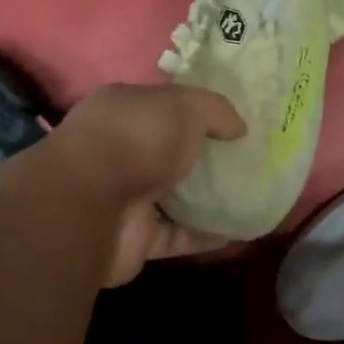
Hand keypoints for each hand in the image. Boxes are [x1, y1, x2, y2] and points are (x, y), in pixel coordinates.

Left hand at [48, 83, 247, 285]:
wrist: (90, 205)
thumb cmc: (138, 138)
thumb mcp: (186, 106)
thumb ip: (216, 110)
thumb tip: (239, 128)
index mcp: (126, 111)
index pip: (166, 107)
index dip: (200, 112)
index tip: (235, 122)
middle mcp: (122, 151)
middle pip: (172, 153)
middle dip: (206, 157)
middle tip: (250, 160)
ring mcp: (126, 196)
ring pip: (175, 197)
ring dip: (208, 200)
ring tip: (253, 197)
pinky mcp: (135, 238)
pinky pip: (178, 235)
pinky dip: (206, 235)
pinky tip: (240, 231)